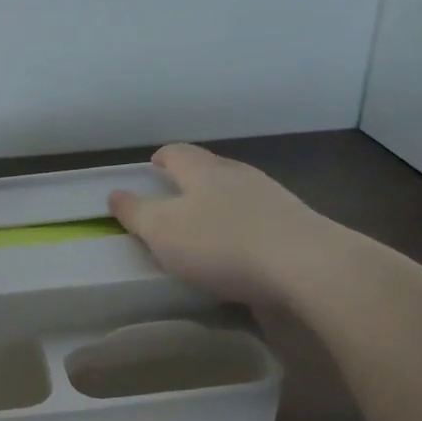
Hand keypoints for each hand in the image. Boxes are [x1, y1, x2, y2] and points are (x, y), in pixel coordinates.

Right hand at [109, 144, 341, 305]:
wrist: (306, 267)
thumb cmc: (222, 244)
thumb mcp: (163, 231)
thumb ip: (137, 213)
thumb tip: (115, 193)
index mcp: (204, 170)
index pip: (177, 153)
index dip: (160, 159)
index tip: (149, 170)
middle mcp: (239, 175)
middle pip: (208, 169)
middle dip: (189, 182)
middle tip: (171, 202)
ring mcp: (272, 198)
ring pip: (235, 194)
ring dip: (217, 206)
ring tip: (204, 230)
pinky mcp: (294, 226)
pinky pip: (258, 220)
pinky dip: (241, 229)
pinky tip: (238, 252)